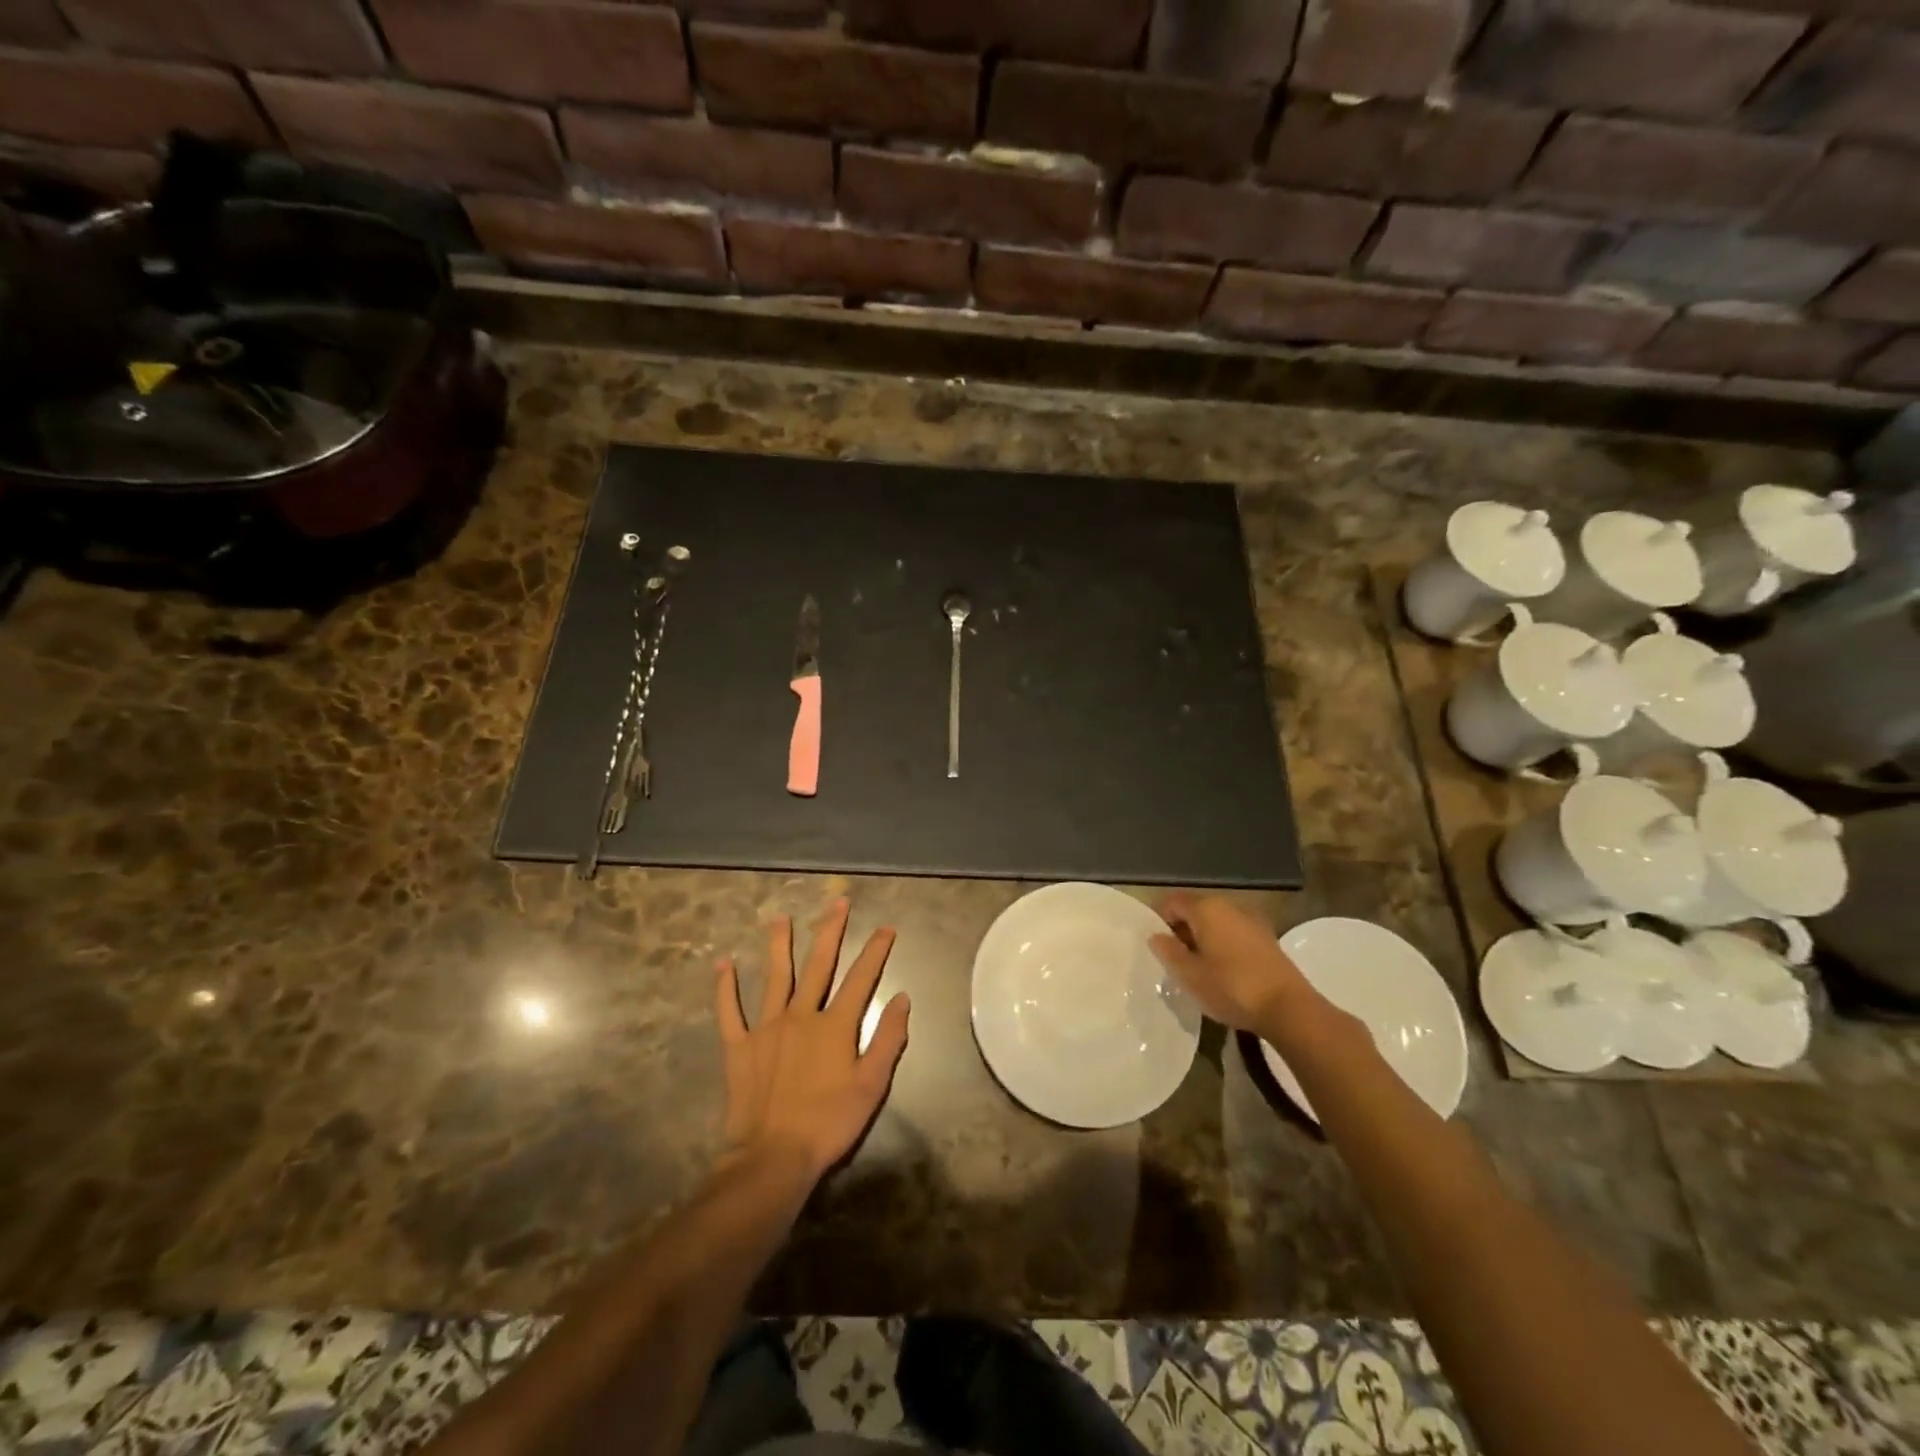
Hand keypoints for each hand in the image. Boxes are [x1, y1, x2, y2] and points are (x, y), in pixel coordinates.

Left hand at [715, 898, 909, 1181]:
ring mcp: (766, 1028)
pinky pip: (729, 1012)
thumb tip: (901, 998)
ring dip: (778, 945)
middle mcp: (801, 1015)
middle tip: (836, 902)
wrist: (773, 1157)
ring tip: (778, 918)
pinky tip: (723, 964)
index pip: (861, 978)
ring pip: (775, 977)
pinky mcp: (739, 1047)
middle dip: (830, 931)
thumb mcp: (872, 1085)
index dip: (876, 951)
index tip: (886, 927)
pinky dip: (725, 988)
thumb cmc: (829, 1123)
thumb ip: (888, 1039)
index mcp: (835, 1024)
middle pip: (818, 964)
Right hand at [1150, 892, 1323, 1035]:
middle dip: (1182, 930)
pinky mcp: (1267, 938)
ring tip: (1199, 969)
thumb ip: (1168, 951)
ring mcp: (1251, 920)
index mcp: (1206, 908)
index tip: (1158, 946)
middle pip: (1195, 909)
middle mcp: (1229, 905)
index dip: (1160, 919)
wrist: (1288, 1008)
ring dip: (1203, 939)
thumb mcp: (1189, 974)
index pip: (1172, 901)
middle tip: (1176, 960)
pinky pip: (1234, 933)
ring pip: (1216, 922)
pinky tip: (1224, 972)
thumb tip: (1156, 936)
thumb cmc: (1231, 987)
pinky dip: (1223, 945)